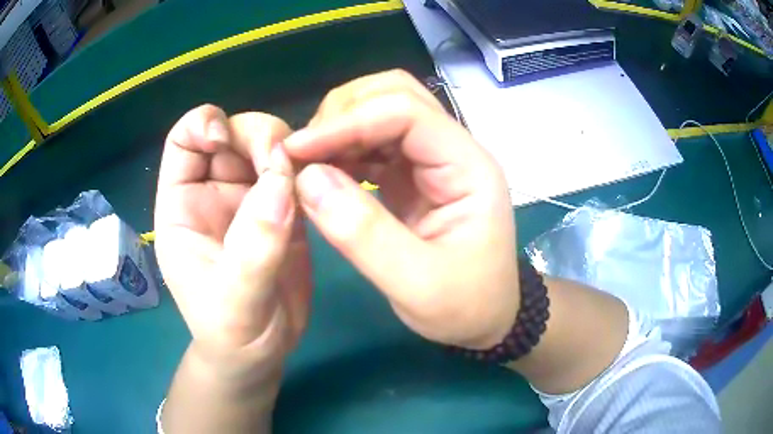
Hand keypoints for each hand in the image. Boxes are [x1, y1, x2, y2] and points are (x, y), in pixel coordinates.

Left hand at [154, 105, 310, 382]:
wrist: (260, 354)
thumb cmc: (230, 333)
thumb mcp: (235, 301)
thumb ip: (253, 246)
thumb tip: (282, 183)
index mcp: (183, 205)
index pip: (183, 142)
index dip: (202, 125)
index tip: (225, 138)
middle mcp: (214, 192)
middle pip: (233, 134)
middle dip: (257, 136)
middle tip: (282, 162)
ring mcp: (251, 200)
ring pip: (267, 148)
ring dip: (287, 152)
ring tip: (307, 177)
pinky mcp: (283, 211)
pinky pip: (296, 175)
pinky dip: (310, 170)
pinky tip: (323, 181)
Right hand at [284, 70, 518, 348]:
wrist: (484, 318)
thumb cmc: (464, 306)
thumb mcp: (417, 285)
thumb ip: (363, 234)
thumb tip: (306, 179)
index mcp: (468, 166)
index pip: (406, 112)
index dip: (347, 121)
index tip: (298, 149)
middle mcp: (452, 150)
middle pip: (395, 94)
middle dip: (343, 112)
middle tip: (304, 150)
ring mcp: (431, 160)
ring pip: (382, 111)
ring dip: (340, 127)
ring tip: (306, 159)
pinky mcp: (412, 176)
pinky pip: (374, 144)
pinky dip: (343, 149)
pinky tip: (321, 172)